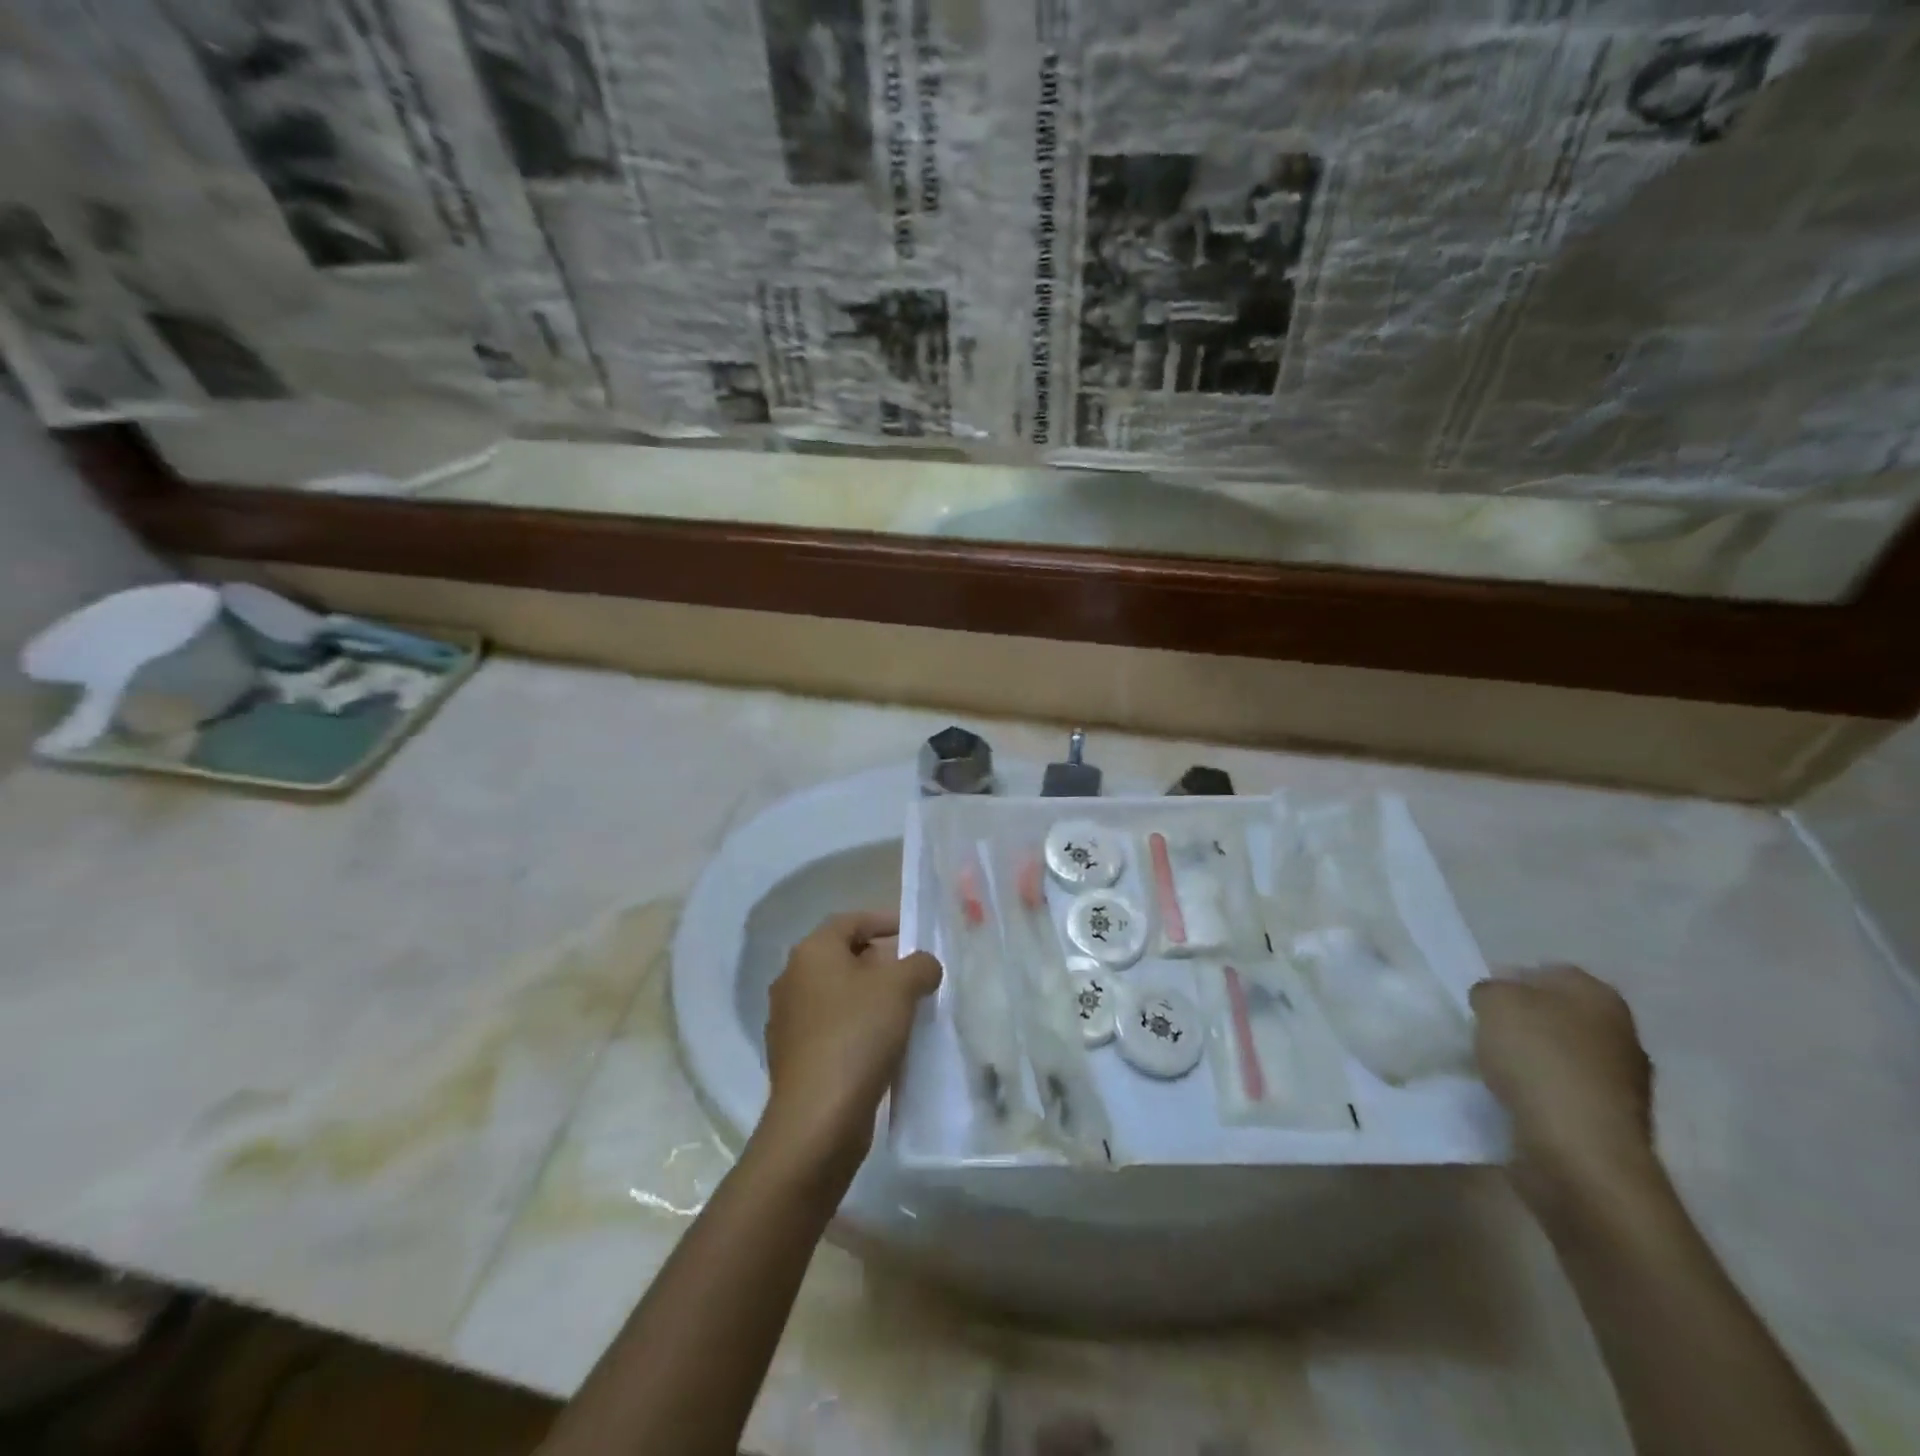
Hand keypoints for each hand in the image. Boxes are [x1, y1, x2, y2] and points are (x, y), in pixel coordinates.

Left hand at [759, 912, 941, 1175]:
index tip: (913, 932)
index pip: (850, 920)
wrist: (817, 1119)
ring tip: (906, 1010)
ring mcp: (788, 1021)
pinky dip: (857, 1028)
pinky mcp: (794, 1057)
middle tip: (915, 974)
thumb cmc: (857, 1035)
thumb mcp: (901, 988)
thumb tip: (923, 965)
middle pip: (842, 957)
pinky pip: (832, 1029)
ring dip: (870, 998)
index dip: (884, 921)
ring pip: (837, 995)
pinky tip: (884, 1045)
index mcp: (811, 952)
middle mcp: (792, 979)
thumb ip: (919, 964)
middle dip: (880, 962)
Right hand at [1471, 965, 1658, 1212]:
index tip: (1480, 1001)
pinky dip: (1538, 1094)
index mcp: (1599, 996)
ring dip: (1530, 1060)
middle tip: (1484, 1032)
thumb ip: (1491, 990)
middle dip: (1523, 1022)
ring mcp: (1623, 1082)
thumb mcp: (1494, 1002)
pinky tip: (1512, 1100)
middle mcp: (1621, 1033)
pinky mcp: (1609, 1122)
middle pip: (1558, 1015)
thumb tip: (1497, 1001)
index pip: (1549, 972)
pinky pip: (1562, 1093)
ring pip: (1561, 1055)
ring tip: (1492, 1069)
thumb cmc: (1538, 1060)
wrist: (1579, 1151)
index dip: (1511, 980)